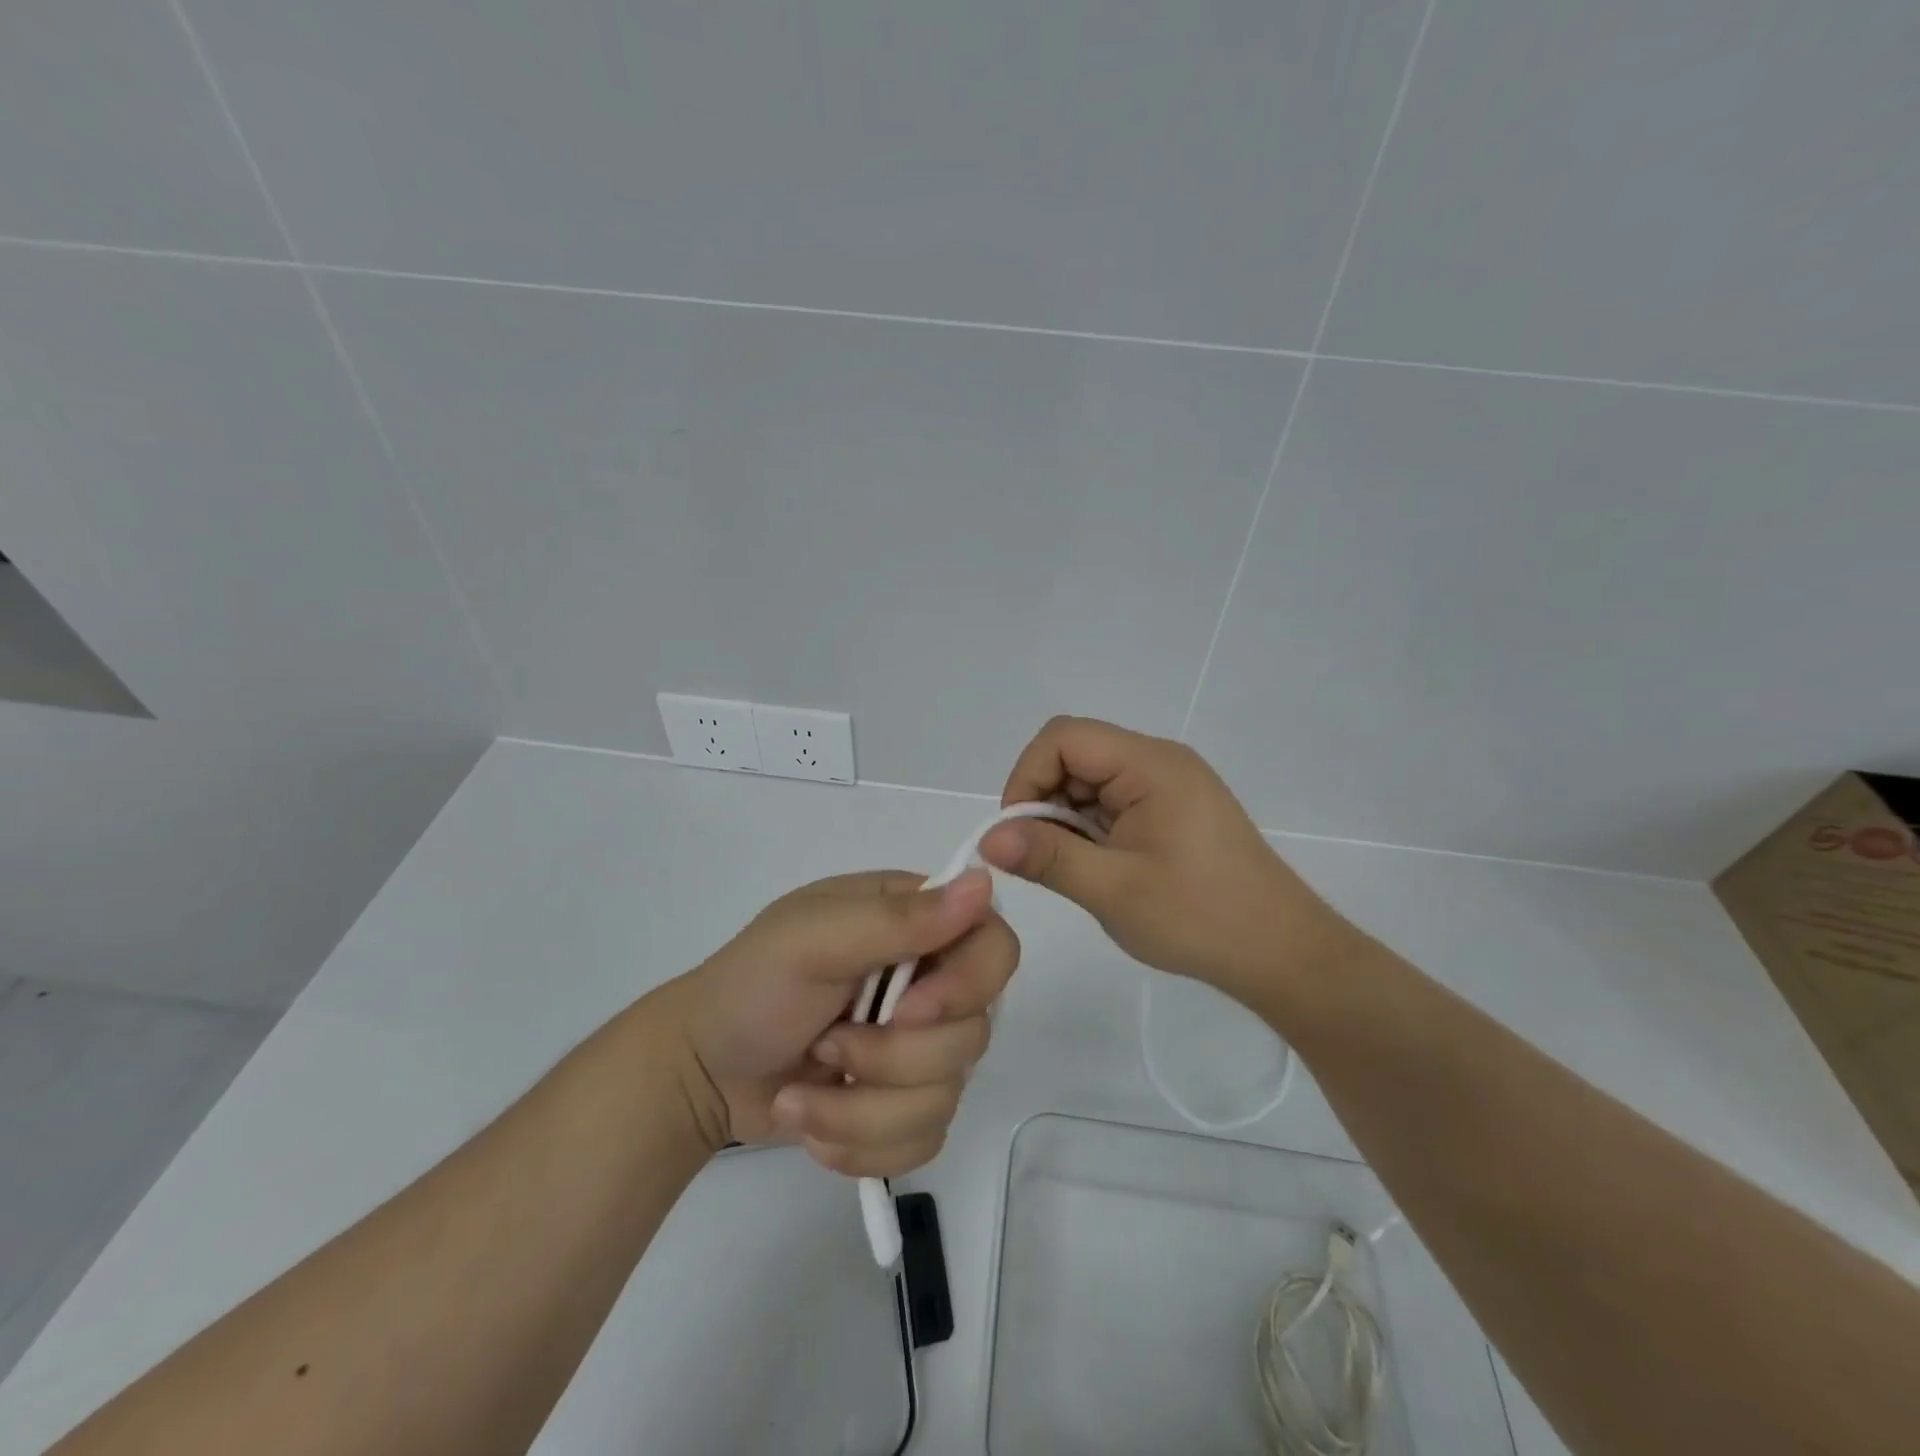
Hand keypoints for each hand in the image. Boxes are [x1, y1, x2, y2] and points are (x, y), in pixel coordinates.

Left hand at [662, 869, 1017, 1176]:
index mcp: (916, 924)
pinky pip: (924, 1139)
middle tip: (825, 1043)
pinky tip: (815, 1119)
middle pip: (974, 1033)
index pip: (994, 948)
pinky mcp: (905, 1105)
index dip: (966, 987)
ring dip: (861, 1107)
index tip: (907, 1011)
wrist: (702, 1071)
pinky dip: (860, 1142)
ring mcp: (922, 1048)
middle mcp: (931, 981)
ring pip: (947, 1095)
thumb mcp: (813, 939)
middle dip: (891, 1057)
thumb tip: (985, 882)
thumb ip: (898, 918)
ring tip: (801, 1091)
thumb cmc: (751, 986)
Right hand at [979, 716, 1346, 1003]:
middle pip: (1075, 754)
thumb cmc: (1200, 918)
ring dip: (1065, 818)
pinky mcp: (1172, 809)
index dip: (1027, 776)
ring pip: (1090, 780)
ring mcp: (1168, 784)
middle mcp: (1159, 761)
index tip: (1017, 832)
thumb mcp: (1113, 890)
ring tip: (1075, 869)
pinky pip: (1112, 800)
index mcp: (1150, 765)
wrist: (1281, 952)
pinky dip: (1089, 828)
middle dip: (1044, 800)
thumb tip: (988, 838)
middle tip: (1041, 858)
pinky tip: (1097, 867)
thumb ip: (1047, 856)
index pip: (1064, 738)